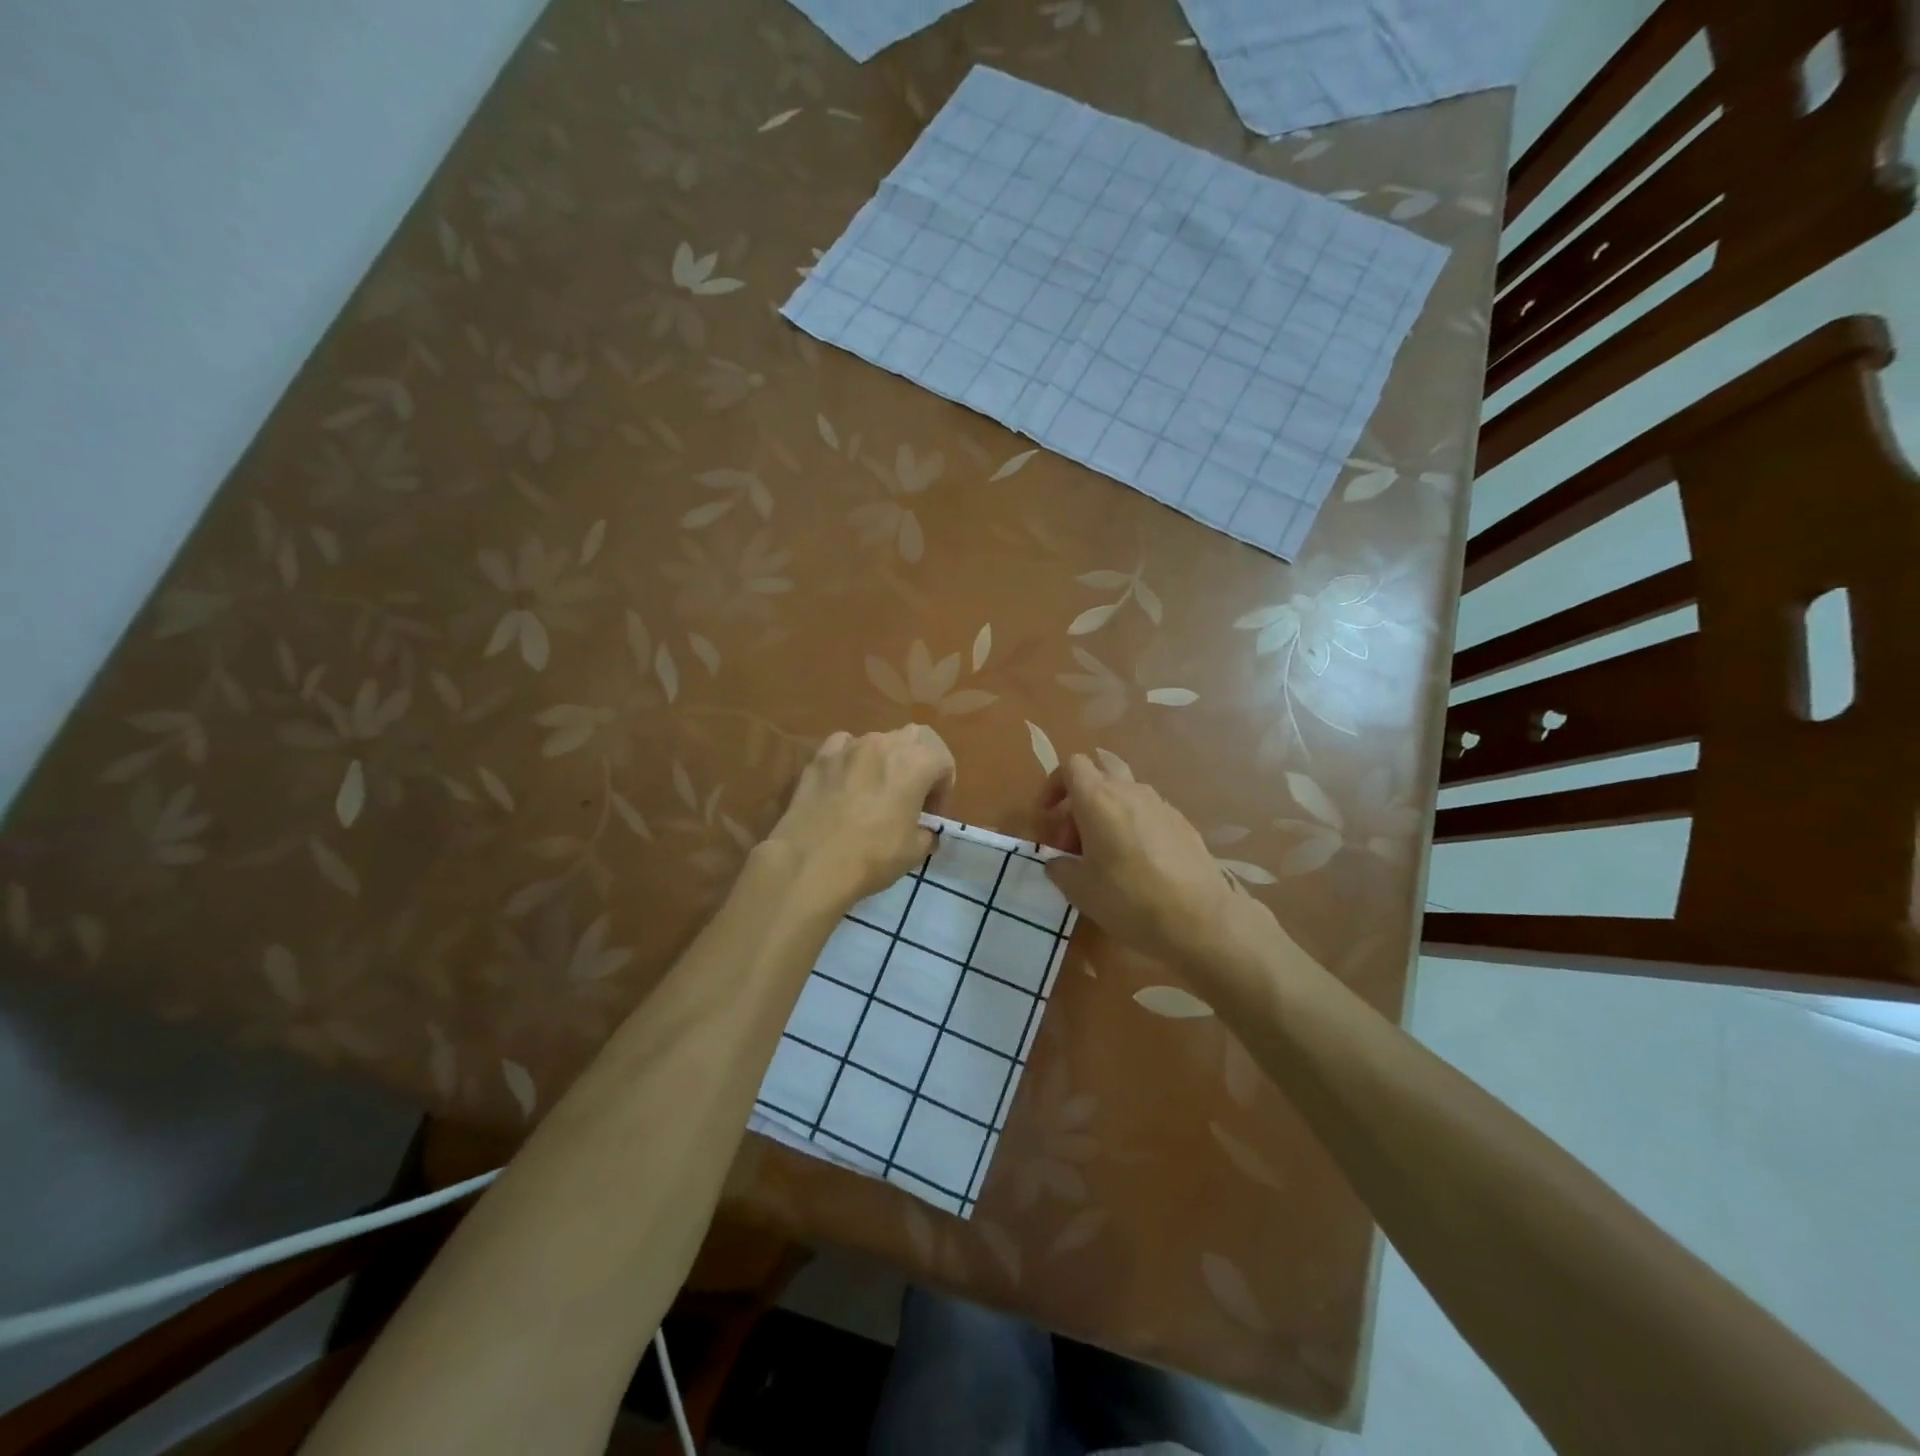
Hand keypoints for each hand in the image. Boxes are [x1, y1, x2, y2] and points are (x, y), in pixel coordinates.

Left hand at [767, 725, 955, 911]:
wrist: (809, 865)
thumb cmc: (872, 857)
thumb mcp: (915, 851)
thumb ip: (927, 832)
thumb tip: (924, 831)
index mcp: (916, 763)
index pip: (944, 760)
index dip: (944, 788)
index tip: (933, 816)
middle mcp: (884, 744)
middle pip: (915, 738)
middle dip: (921, 761)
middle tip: (914, 794)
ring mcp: (848, 747)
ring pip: (879, 740)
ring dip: (886, 759)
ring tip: (878, 790)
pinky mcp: (819, 758)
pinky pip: (844, 746)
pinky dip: (852, 758)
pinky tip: (847, 781)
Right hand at [1040, 754, 1273, 972]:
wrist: (1201, 919)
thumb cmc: (1129, 899)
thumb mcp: (1080, 890)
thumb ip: (1060, 868)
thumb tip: (1058, 862)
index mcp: (1098, 799)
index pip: (1072, 766)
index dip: (1054, 786)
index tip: (1047, 817)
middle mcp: (1130, 792)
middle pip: (1099, 775)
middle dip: (1080, 801)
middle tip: (1073, 842)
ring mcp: (1161, 805)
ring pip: (1124, 796)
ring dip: (1107, 815)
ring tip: (1104, 856)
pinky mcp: (1183, 824)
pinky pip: (1147, 814)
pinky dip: (1132, 828)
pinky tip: (1136, 865)